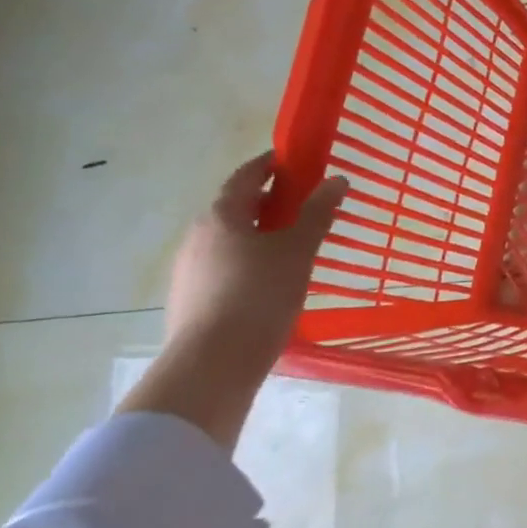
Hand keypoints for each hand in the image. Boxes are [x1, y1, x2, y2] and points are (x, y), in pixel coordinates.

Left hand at [122, 152, 346, 449]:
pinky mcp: (190, 300)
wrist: (212, 365)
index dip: (270, 165)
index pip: (246, 176)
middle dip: (269, 202)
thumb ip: (317, 213)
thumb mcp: (298, 250)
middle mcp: (198, 236)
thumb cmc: (259, 296)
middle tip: (304, 207)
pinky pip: (224, 267)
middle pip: (236, 208)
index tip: (295, 162)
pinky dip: (248, 261)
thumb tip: (337, 180)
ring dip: (259, 234)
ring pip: (229, 240)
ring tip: (293, 248)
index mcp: (221, 216)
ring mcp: (189, 270)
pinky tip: (271, 282)